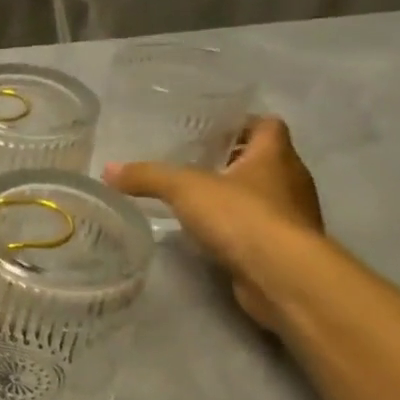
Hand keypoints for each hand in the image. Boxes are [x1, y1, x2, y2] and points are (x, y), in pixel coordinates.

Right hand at [104, 115, 323, 332]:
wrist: (282, 276)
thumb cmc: (242, 216)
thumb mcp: (184, 189)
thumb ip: (147, 176)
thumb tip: (108, 170)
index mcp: (276, 156)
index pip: (268, 125)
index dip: (242, 123)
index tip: (210, 131)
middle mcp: (291, 181)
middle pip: (263, 160)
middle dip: (231, 160)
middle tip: (191, 162)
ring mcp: (292, 216)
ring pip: (262, 194)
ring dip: (234, 195)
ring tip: (194, 198)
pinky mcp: (284, 247)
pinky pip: (258, 226)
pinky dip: (236, 225)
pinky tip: (207, 232)